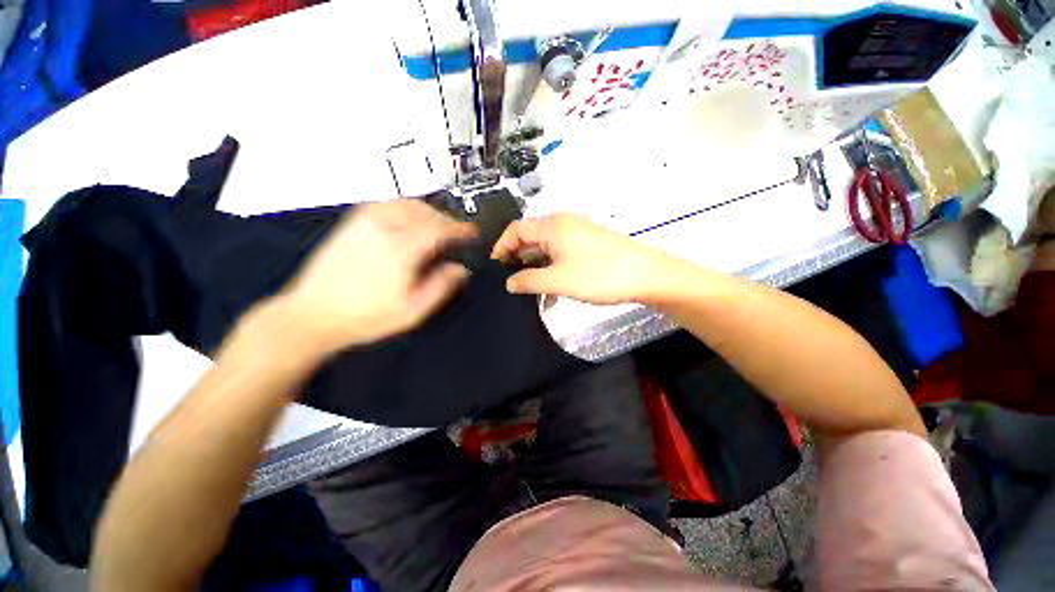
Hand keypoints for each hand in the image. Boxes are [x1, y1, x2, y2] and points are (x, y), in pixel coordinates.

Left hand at [281, 200, 476, 354]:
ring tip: (438, 225)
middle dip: (447, 220)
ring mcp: (364, 222)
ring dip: (428, 211)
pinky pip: (385, 204)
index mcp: (400, 250)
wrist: (311, 315)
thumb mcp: (412, 312)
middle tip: (458, 233)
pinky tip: (410, 220)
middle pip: (424, 211)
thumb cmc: (366, 318)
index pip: (439, 228)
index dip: (460, 229)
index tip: (473, 232)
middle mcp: (383, 228)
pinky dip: (406, 207)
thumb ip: (441, 287)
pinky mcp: (351, 223)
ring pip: (405, 203)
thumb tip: (461, 269)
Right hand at [491, 213, 681, 304]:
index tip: (495, 268)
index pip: (515, 230)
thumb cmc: (598, 274)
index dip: (501, 247)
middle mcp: (563, 224)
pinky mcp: (588, 246)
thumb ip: (528, 281)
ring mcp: (577, 234)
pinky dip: (553, 272)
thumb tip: (509, 283)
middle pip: (531, 239)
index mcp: (552, 225)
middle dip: (519, 261)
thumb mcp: (557, 280)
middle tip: (511, 283)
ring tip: (531, 294)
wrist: (646, 276)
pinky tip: (552, 294)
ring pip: (547, 251)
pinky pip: (562, 256)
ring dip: (537, 271)